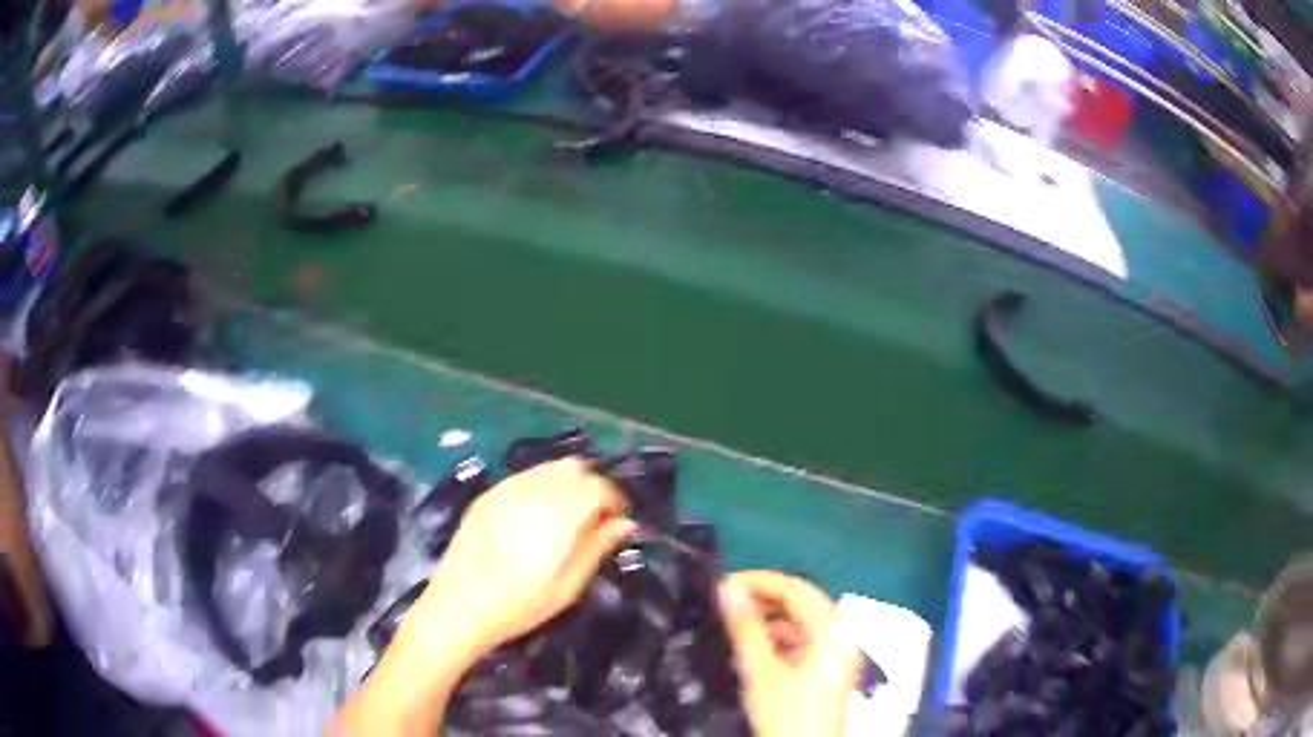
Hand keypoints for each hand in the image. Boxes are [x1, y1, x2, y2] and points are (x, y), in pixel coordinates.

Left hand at [412, 457, 635, 652]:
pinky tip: (535, 518)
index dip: (615, 503)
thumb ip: (598, 547)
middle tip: (592, 520)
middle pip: (576, 468)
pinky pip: (524, 477)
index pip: (600, 487)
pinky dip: (541, 487)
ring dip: (566, 484)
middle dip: (591, 487)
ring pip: (549, 468)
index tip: (615, 524)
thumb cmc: (522, 604)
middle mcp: (534, 490)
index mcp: (560, 512)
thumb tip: (624, 523)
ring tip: (565, 518)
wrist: (460, 605)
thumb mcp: (570, 585)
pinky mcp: (488, 494)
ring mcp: (507, 488)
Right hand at [719, 571, 861, 736]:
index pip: (800, 590)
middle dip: (767, 598)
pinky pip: (805, 644)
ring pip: (805, 625)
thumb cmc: (784, 713)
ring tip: (736, 623)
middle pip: (806, 605)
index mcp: (833, 634)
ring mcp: (837, 658)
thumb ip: (745, 628)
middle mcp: (841, 640)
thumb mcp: (760, 671)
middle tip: (729, 600)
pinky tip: (755, 648)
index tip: (725, 584)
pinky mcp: (827, 675)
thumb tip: (728, 588)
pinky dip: (780, 639)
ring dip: (772, 619)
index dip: (763, 581)